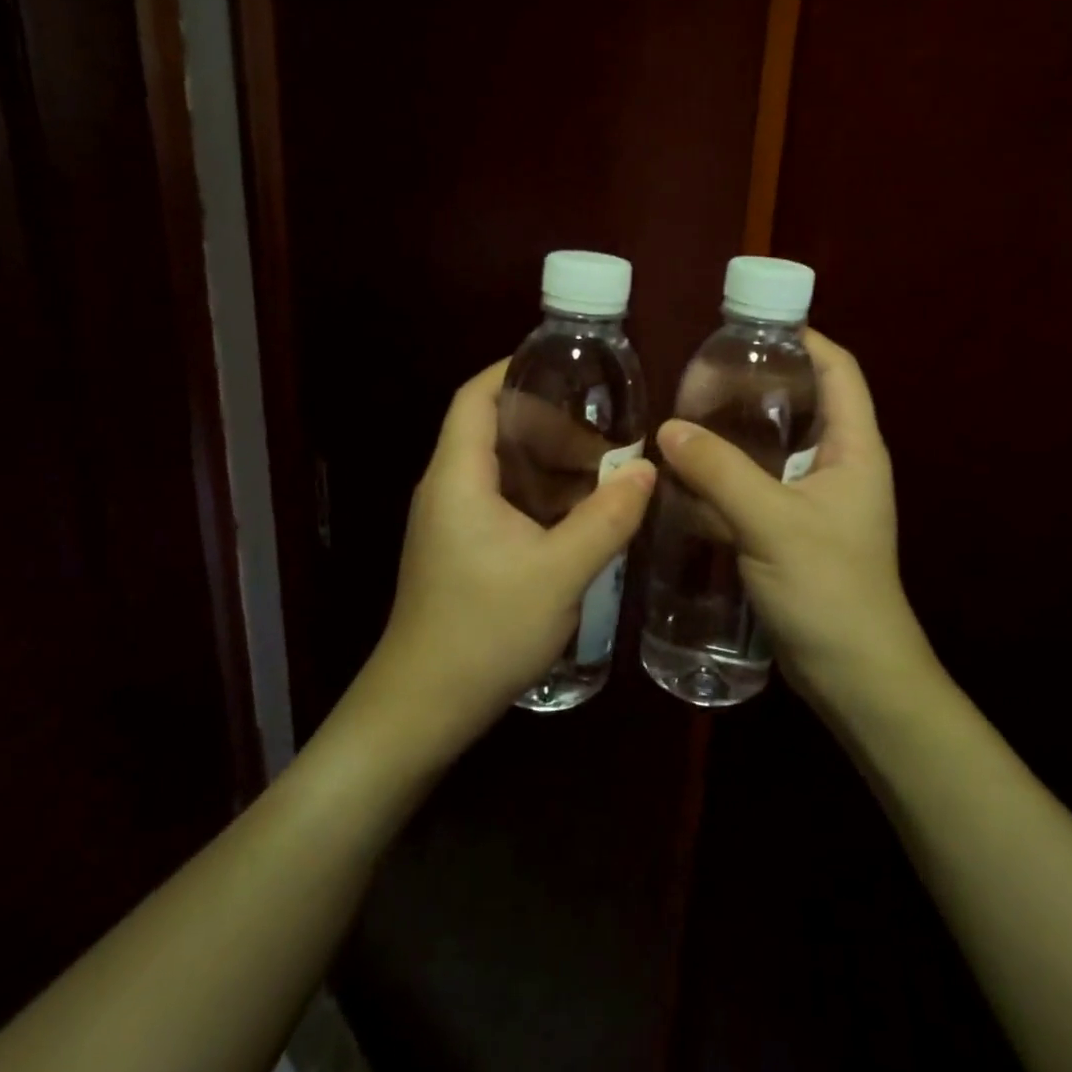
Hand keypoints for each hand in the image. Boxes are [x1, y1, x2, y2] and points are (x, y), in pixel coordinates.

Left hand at [364, 361, 655, 751]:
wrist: (425, 705)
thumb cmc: (485, 630)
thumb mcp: (559, 572)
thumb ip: (607, 518)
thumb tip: (647, 469)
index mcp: (458, 477)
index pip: (476, 397)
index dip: (514, 370)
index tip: (565, 366)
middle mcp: (447, 488)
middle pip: (492, 429)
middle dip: (549, 423)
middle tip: (605, 431)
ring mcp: (451, 521)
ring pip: (501, 469)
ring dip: (549, 463)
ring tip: (604, 468)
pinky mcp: (460, 549)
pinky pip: (502, 501)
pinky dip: (540, 495)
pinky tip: (580, 513)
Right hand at [655, 330, 934, 704]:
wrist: (852, 675)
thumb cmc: (829, 588)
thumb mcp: (773, 523)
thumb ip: (719, 472)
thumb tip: (667, 429)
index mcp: (854, 448)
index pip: (838, 370)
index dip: (803, 338)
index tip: (750, 324)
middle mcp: (837, 465)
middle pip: (801, 404)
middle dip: (756, 383)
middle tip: (699, 372)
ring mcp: (813, 500)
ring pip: (771, 448)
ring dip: (733, 431)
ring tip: (683, 413)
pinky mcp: (789, 531)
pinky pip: (754, 487)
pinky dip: (724, 475)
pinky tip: (684, 473)